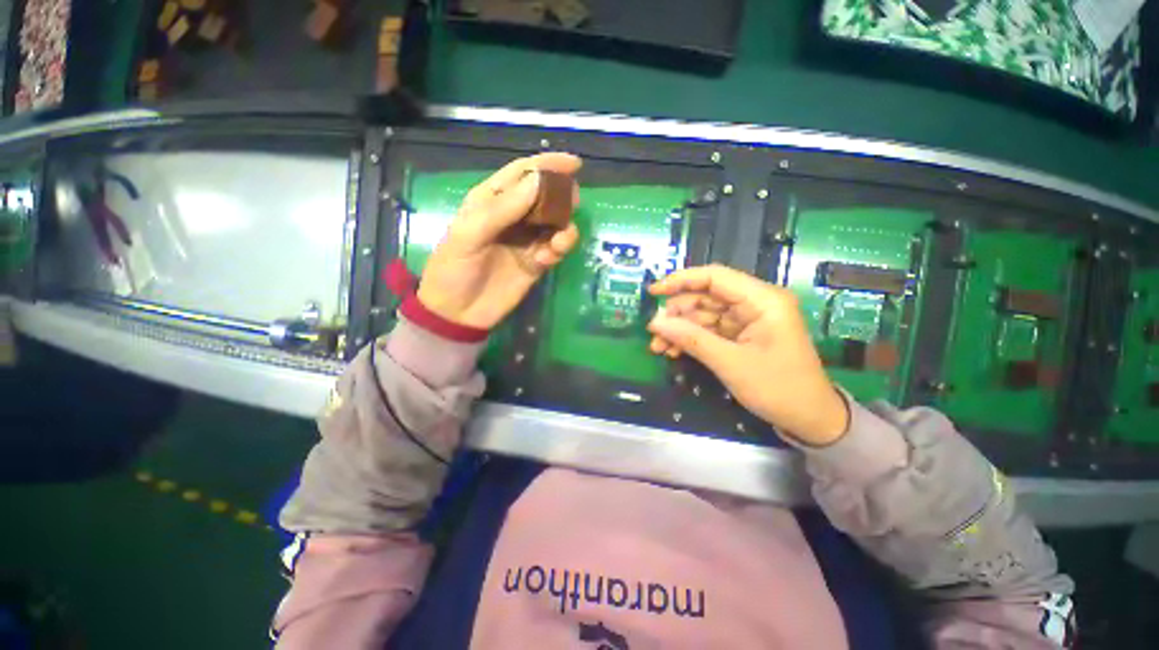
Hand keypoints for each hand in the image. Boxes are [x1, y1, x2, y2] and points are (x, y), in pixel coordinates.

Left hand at [417, 153, 581, 329]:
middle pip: (543, 197)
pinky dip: (558, 250)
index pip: (521, 174)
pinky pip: (555, 249)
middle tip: (573, 202)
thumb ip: (503, 208)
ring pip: (554, 223)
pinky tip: (547, 258)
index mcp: (490, 201)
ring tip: (560, 241)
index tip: (574, 164)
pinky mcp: (536, 262)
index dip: (547, 165)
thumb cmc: (454, 268)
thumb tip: (539, 181)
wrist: (458, 313)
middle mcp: (512, 217)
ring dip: (563, 227)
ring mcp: (526, 240)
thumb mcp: (470, 234)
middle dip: (561, 196)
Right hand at [646, 265, 849, 445]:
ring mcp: (747, 319)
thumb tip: (655, 322)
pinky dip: (690, 339)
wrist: (810, 420)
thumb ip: (692, 339)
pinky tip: (673, 351)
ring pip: (703, 315)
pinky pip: (709, 330)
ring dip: (679, 329)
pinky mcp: (741, 335)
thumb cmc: (779, 389)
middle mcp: (754, 303)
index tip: (653, 293)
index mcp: (762, 300)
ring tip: (658, 347)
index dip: (681, 280)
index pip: (715, 277)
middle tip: (654, 332)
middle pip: (705, 297)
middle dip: (677, 314)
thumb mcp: (731, 364)